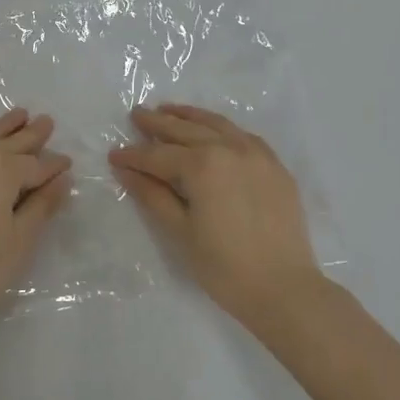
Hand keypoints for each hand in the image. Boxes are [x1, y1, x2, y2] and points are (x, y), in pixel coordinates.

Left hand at [0, 108, 71, 342]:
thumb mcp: (20, 241)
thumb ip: (42, 205)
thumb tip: (62, 178)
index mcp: (2, 170)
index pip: (36, 165)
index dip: (54, 165)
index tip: (67, 162)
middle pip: (9, 142)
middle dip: (31, 134)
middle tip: (47, 121)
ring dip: (3, 127)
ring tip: (20, 114)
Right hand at [110, 104, 322, 326]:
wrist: (285, 289)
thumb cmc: (224, 267)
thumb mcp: (180, 231)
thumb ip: (152, 195)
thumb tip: (125, 170)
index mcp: (203, 165)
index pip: (158, 156)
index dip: (133, 156)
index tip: (113, 155)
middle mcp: (229, 148)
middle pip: (186, 131)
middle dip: (158, 124)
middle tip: (137, 115)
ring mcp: (256, 154)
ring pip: (217, 124)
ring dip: (189, 116)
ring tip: (168, 110)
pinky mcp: (275, 166)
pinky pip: (243, 136)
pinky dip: (222, 128)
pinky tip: (212, 130)